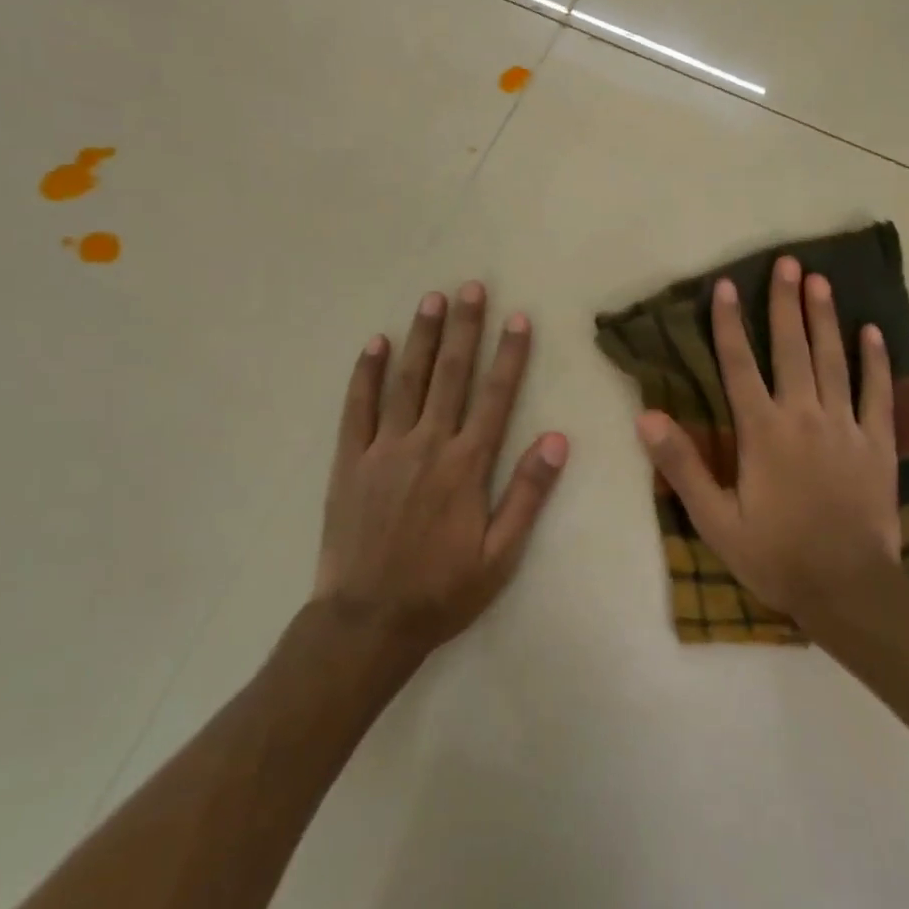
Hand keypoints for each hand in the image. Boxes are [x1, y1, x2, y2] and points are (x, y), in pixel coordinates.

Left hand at [315, 282, 568, 653]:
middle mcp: (428, 445)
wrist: (368, 622)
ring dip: (421, 337)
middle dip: (464, 328)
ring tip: (431, 299)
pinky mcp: (351, 460)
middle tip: (470, 287)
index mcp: (467, 466)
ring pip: (407, 381)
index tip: (518, 318)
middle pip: (450, 375)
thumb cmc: (442, 590)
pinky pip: (358, 407)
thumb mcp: (501, 555)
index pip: (496, 397)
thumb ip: (528, 494)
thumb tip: (558, 439)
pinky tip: (375, 343)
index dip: (510, 355)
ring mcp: (385, 449)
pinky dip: (366, 373)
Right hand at [635, 256, 900, 625]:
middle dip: (785, 304)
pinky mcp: (878, 444)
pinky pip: (877, 393)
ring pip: (833, 361)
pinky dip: (875, 361)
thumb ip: (682, 466)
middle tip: (787, 263)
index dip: (728, 324)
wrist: (848, 589)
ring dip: (825, 319)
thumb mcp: (715, 520)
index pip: (739, 365)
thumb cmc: (775, 555)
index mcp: (762, 432)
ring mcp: (845, 427)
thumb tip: (648, 417)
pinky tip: (873, 332)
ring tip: (821, 281)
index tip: (725, 286)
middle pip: (791, 349)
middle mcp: (803, 416)